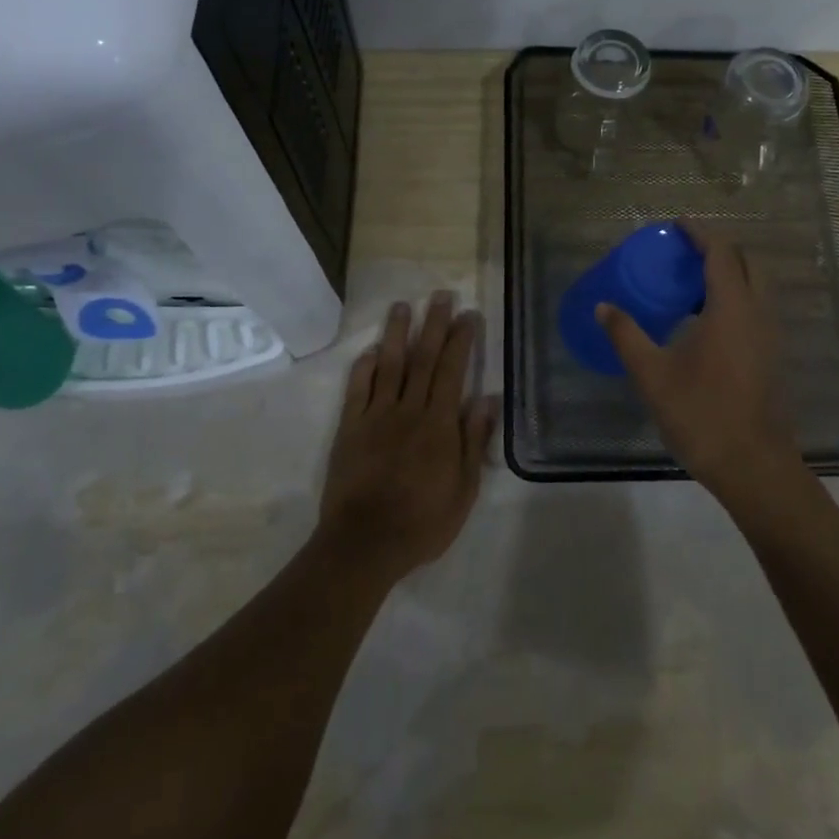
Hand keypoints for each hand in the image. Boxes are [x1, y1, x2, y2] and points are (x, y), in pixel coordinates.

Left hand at [318, 293, 496, 581]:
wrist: (364, 543)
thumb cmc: (422, 521)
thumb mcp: (464, 489)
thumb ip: (474, 441)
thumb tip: (488, 398)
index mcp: (439, 423)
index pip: (453, 370)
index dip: (461, 340)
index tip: (468, 314)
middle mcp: (408, 410)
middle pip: (423, 358)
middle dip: (434, 324)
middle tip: (440, 295)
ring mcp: (375, 416)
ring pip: (389, 365)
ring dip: (396, 333)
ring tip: (402, 306)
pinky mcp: (349, 428)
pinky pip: (357, 389)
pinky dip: (363, 367)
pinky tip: (369, 350)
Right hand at [598, 226, 806, 506]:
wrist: (753, 466)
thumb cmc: (701, 414)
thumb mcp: (652, 374)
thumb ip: (626, 335)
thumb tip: (602, 306)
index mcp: (731, 308)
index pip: (721, 254)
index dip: (700, 234)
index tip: (678, 225)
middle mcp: (758, 313)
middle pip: (747, 263)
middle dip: (719, 249)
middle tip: (685, 252)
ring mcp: (770, 336)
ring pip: (757, 287)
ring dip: (730, 274)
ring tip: (692, 283)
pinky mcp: (772, 356)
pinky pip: (757, 309)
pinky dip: (736, 298)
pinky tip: (707, 322)